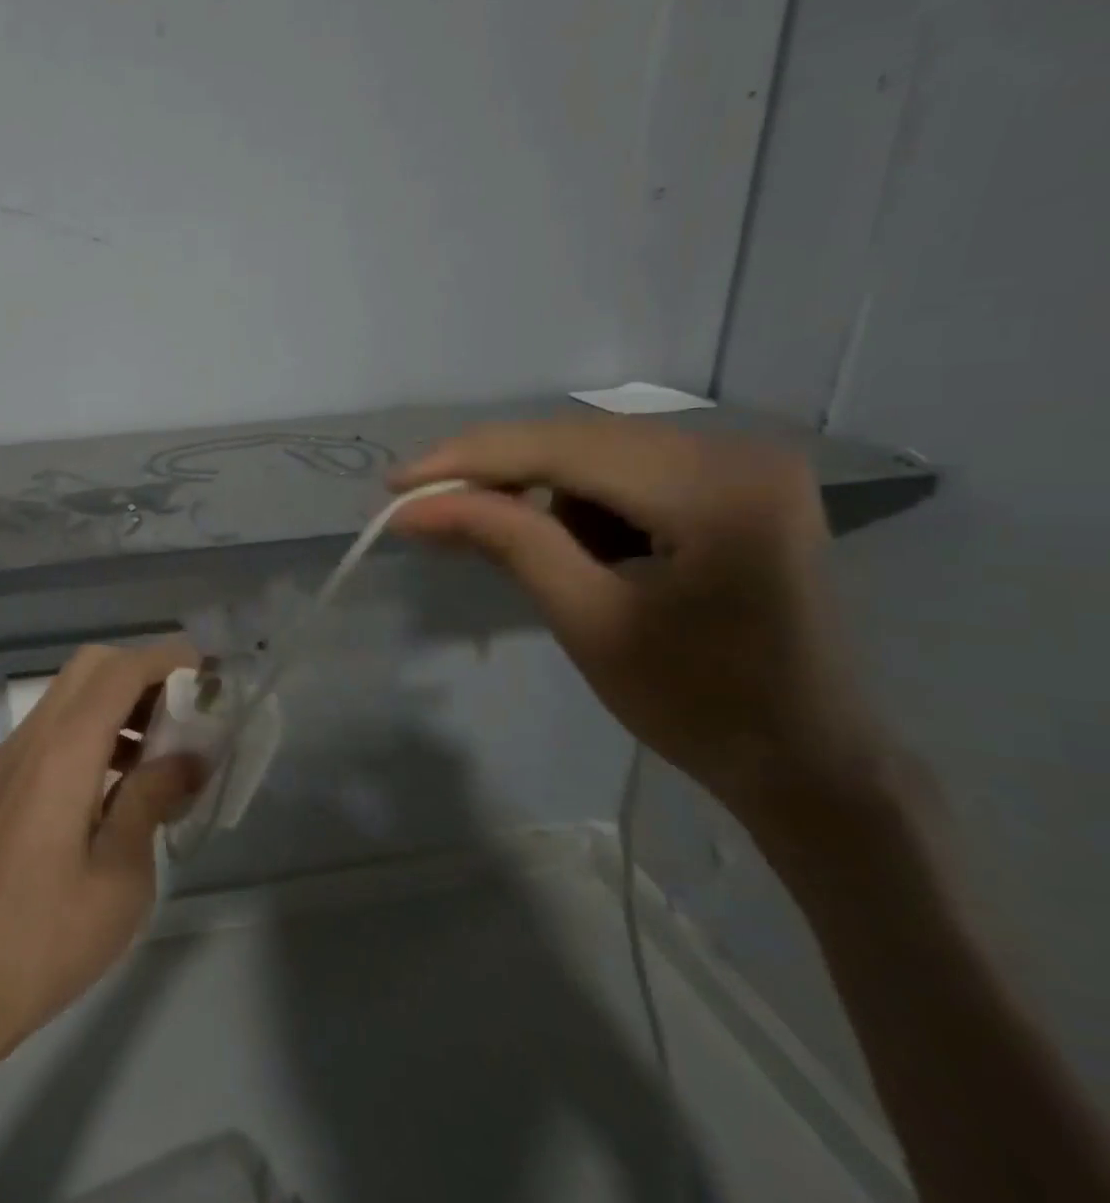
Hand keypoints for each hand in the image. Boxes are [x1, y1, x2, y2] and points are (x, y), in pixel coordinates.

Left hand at [0, 642, 204, 1067]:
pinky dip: (89, 730)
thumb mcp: (121, 877)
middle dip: (141, 672)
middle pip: (89, 668)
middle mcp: (29, 740)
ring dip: (115, 701)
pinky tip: (116, 785)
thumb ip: (152, 800)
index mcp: (62, 752)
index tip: (209, 672)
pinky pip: (50, 730)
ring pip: (67, 697)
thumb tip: (189, 757)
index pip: (118, 672)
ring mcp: (6, 761)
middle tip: (184, 710)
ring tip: (160, 751)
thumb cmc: (44, 939)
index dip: (166, 659)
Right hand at [388, 418, 891, 823]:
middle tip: (427, 510)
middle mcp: (736, 450)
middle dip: (497, 476)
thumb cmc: (699, 706)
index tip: (394, 484)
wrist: (808, 761)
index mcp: (715, 488)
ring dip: (541, 495)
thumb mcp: (586, 620)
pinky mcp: (732, 481)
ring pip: (593, 453)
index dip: (468, 461)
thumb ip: (505, 541)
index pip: (562, 448)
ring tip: (536, 560)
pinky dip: (579, 504)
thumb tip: (413, 507)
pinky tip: (580, 552)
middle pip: (576, 440)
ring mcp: (740, 461)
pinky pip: (623, 471)